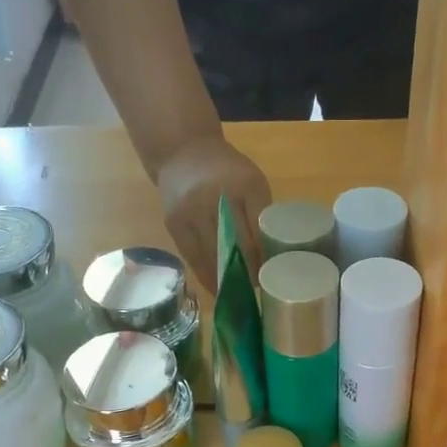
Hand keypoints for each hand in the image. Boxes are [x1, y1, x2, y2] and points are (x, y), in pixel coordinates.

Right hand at [155, 133, 270, 288]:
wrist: (182, 152)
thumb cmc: (227, 171)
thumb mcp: (252, 182)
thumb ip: (261, 214)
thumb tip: (270, 259)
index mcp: (245, 183)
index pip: (259, 228)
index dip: (266, 256)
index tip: (273, 275)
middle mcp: (215, 195)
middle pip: (236, 244)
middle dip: (248, 271)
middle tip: (257, 289)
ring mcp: (191, 210)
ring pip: (212, 255)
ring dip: (226, 279)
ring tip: (238, 294)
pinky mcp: (174, 223)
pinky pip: (193, 257)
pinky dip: (206, 275)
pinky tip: (217, 288)